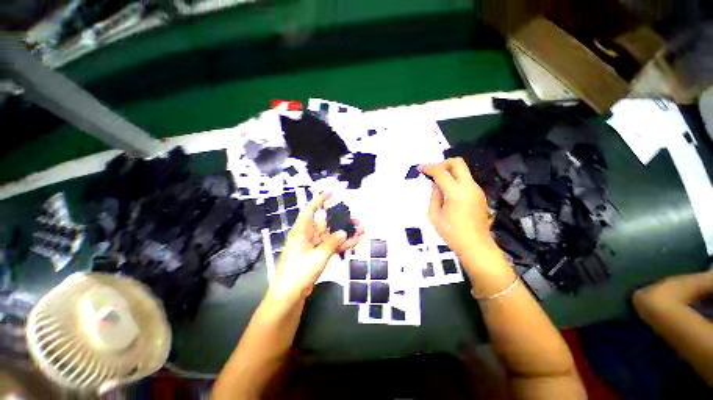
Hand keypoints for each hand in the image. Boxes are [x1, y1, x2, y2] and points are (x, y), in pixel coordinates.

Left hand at [270, 192, 363, 300]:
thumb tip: (343, 232)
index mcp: (301, 232)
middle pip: (326, 223)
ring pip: (332, 235)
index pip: (310, 210)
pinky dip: (343, 243)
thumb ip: (332, 243)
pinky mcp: (319, 255)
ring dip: (345, 232)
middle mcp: (308, 236)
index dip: (319, 200)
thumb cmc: (299, 272)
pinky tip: (356, 239)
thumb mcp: (317, 256)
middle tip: (355, 216)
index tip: (331, 192)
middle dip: (340, 219)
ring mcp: (314, 246)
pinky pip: (332, 246)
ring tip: (361, 227)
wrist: (290, 295)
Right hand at [419, 158, 496, 257]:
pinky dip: (455, 180)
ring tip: (438, 183)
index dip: (429, 168)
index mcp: (456, 193)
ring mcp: (477, 190)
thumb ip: (434, 196)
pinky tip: (448, 192)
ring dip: (449, 172)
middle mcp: (469, 187)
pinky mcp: (480, 194)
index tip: (420, 168)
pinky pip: (466, 180)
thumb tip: (435, 184)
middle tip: (433, 172)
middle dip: (443, 163)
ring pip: (463, 171)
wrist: (475, 245)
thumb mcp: (434, 216)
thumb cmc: (452, 233)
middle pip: (458, 163)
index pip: (442, 173)